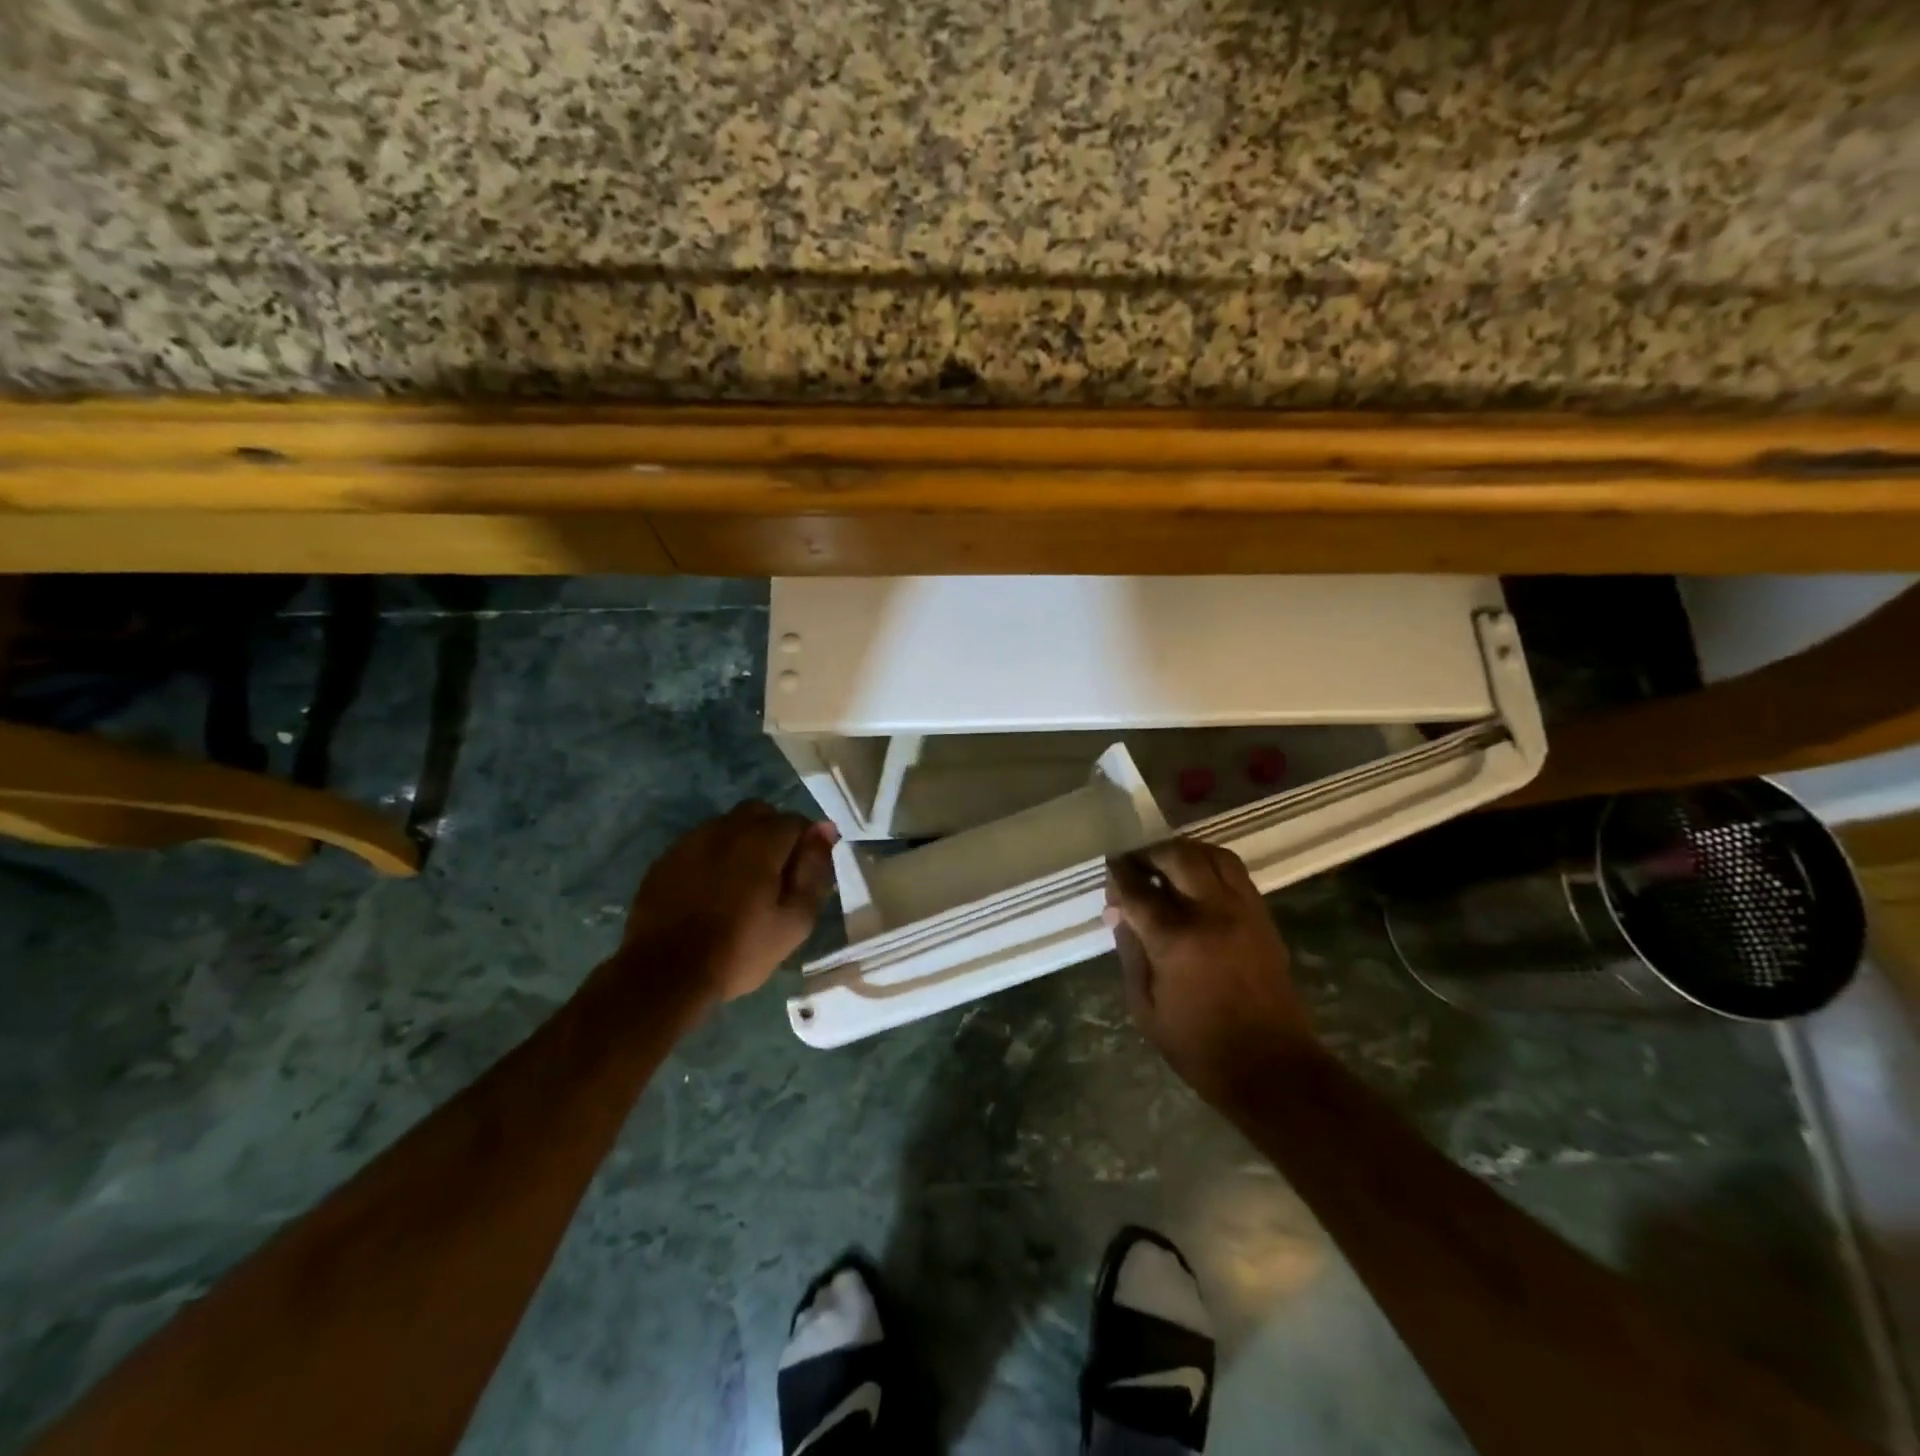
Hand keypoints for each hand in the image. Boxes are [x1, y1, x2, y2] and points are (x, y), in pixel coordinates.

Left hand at [620, 802, 839, 1002]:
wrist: (665, 974)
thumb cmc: (740, 949)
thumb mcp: (795, 919)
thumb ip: (814, 869)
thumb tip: (825, 829)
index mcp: (761, 840)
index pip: (796, 821)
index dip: (806, 844)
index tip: (804, 875)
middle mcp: (725, 828)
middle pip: (759, 813)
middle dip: (773, 834)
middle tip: (775, 875)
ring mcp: (690, 842)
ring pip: (727, 826)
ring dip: (741, 843)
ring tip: (741, 884)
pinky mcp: (665, 860)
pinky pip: (699, 845)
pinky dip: (712, 857)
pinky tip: (710, 890)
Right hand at [1105, 840, 1315, 1105]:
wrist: (1272, 1068)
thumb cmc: (1198, 1046)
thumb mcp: (1145, 1007)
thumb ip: (1130, 952)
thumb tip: (1118, 912)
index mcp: (1176, 940)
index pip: (1138, 890)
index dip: (1119, 874)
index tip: (1109, 868)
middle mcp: (1212, 913)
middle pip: (1178, 857)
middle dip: (1151, 853)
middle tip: (1135, 863)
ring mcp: (1244, 911)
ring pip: (1212, 855)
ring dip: (1184, 852)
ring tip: (1165, 864)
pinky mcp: (1264, 917)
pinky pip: (1235, 872)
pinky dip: (1210, 864)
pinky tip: (1195, 879)